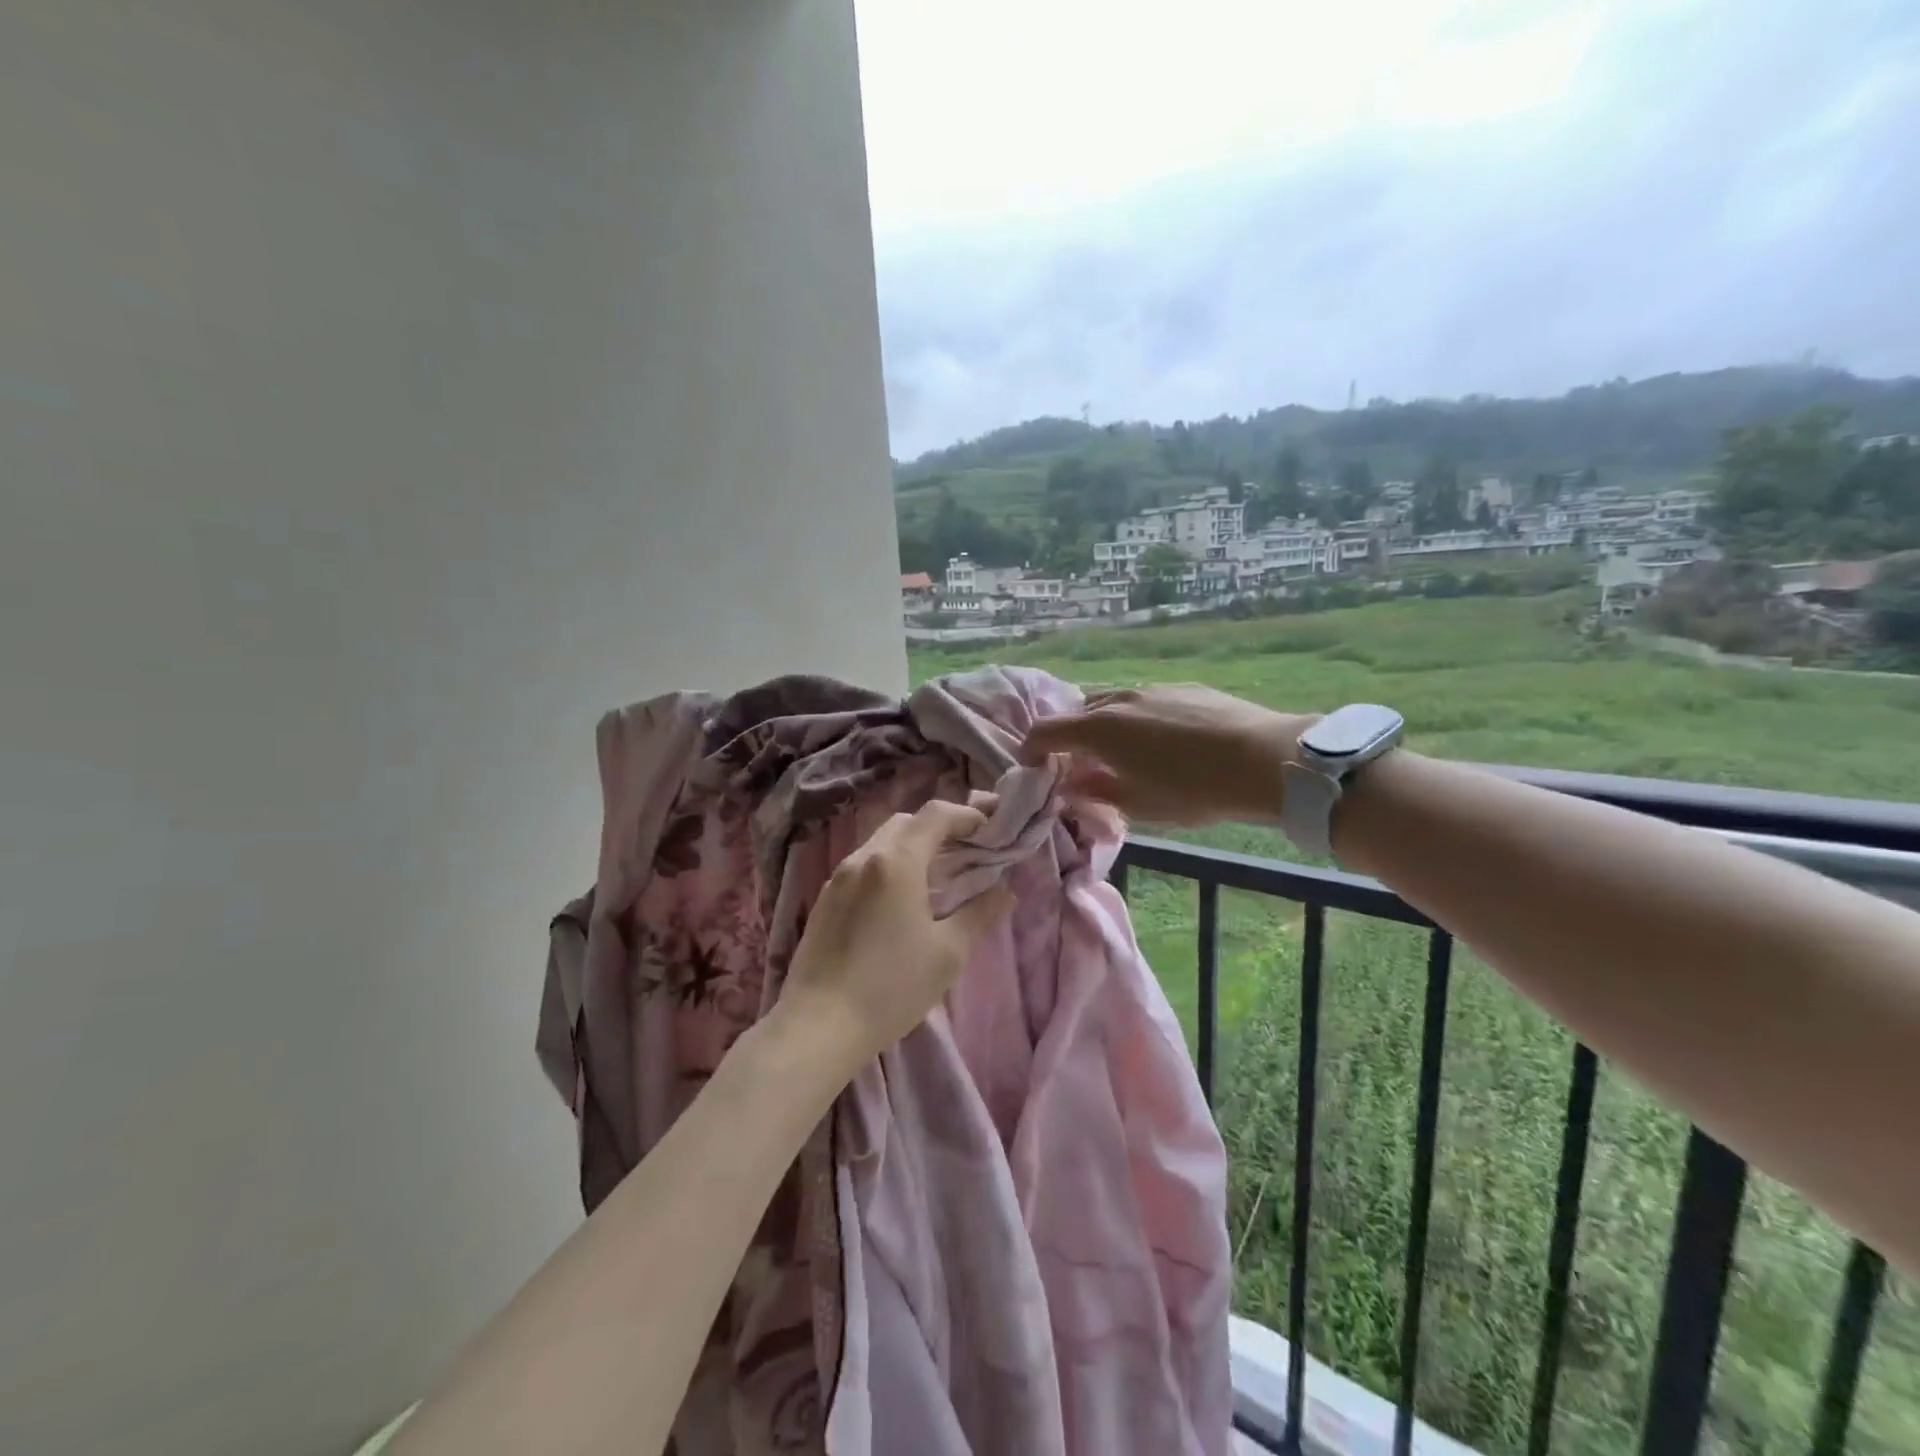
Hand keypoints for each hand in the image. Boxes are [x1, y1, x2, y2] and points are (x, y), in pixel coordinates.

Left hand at [776, 796, 1013, 1077]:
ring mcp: (839, 877)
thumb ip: (979, 914)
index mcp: (896, 861)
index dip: (967, 815)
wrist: (818, 1026)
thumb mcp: (947, 953)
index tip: (990, 830)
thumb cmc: (892, 987)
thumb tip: (1005, 892)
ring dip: (912, 847)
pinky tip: (901, 899)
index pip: (935, 815)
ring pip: (881, 842)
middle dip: (940, 828)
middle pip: (906, 822)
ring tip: (938, 876)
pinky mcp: (825, 899)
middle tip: (967, 851)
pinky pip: (863, 865)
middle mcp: (864, 857)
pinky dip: (889, 866)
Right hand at [1019, 685, 1319, 825]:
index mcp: (1100, 729)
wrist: (1264, 759)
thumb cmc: (1194, 790)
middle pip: (1078, 713)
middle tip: (1082, 767)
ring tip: (1124, 755)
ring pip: (1113, 704)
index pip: (1046, 730)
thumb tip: (1071, 784)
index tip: (1032, 767)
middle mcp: (1119, 700)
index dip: (1031, 748)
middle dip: (1071, 739)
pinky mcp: (1183, 688)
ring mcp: (1153, 689)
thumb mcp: (1139, 805)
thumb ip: (1096, 792)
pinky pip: (1145, 701)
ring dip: (1105, 727)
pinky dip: (1137, 720)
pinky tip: (1164, 743)